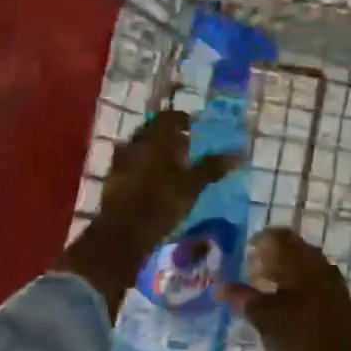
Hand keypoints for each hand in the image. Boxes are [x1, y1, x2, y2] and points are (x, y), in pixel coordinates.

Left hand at [58, 110, 238, 316]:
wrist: (122, 233)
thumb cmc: (161, 202)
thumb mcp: (192, 185)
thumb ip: (212, 167)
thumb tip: (238, 154)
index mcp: (156, 137)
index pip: (170, 117)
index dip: (183, 120)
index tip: (195, 129)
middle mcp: (136, 143)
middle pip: (153, 131)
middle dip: (169, 137)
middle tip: (185, 149)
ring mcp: (120, 161)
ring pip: (141, 147)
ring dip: (155, 152)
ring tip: (170, 167)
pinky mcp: (112, 179)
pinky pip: (130, 164)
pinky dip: (142, 168)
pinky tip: (152, 183)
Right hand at [220, 228, 350, 350]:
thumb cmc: (302, 336)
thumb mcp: (266, 318)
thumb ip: (243, 298)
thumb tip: (219, 285)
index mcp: (303, 260)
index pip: (280, 236)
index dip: (259, 241)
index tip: (243, 252)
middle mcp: (319, 263)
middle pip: (292, 250)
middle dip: (269, 258)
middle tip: (249, 272)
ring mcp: (331, 281)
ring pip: (302, 267)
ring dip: (282, 273)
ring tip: (262, 290)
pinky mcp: (337, 299)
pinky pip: (311, 282)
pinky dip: (294, 287)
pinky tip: (283, 305)